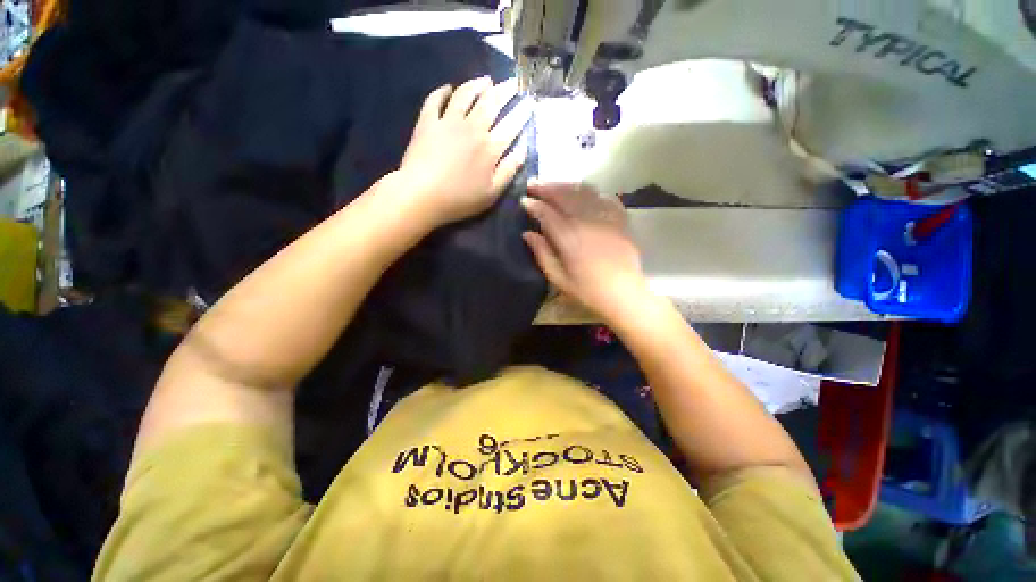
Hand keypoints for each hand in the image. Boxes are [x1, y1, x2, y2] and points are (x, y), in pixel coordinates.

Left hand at [397, 76, 531, 225]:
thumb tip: (522, 151)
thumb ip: (508, 171)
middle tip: (513, 82)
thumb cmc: (460, 199)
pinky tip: (448, 88)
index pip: (511, 126)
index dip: (522, 113)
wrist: (422, 194)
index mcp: (490, 148)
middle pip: (491, 102)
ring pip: (465, 94)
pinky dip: (442, 91)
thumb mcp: (492, 193)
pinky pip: (435, 99)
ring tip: (486, 80)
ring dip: (477, 84)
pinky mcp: (428, 122)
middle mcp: (472, 128)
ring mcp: (448, 121)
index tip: (529, 102)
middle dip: (505, 90)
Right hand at [521, 183, 647, 321]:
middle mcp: (586, 221)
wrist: (624, 294)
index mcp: (569, 237)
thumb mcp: (559, 278)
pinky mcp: (620, 220)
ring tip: (554, 185)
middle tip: (533, 184)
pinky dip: (592, 192)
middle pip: (564, 196)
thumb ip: (542, 253)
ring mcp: (605, 218)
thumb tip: (527, 234)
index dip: (533, 205)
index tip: (523, 201)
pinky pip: (605, 198)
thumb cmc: (588, 291)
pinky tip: (584, 193)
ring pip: (583, 192)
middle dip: (546, 188)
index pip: (546, 213)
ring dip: (566, 185)